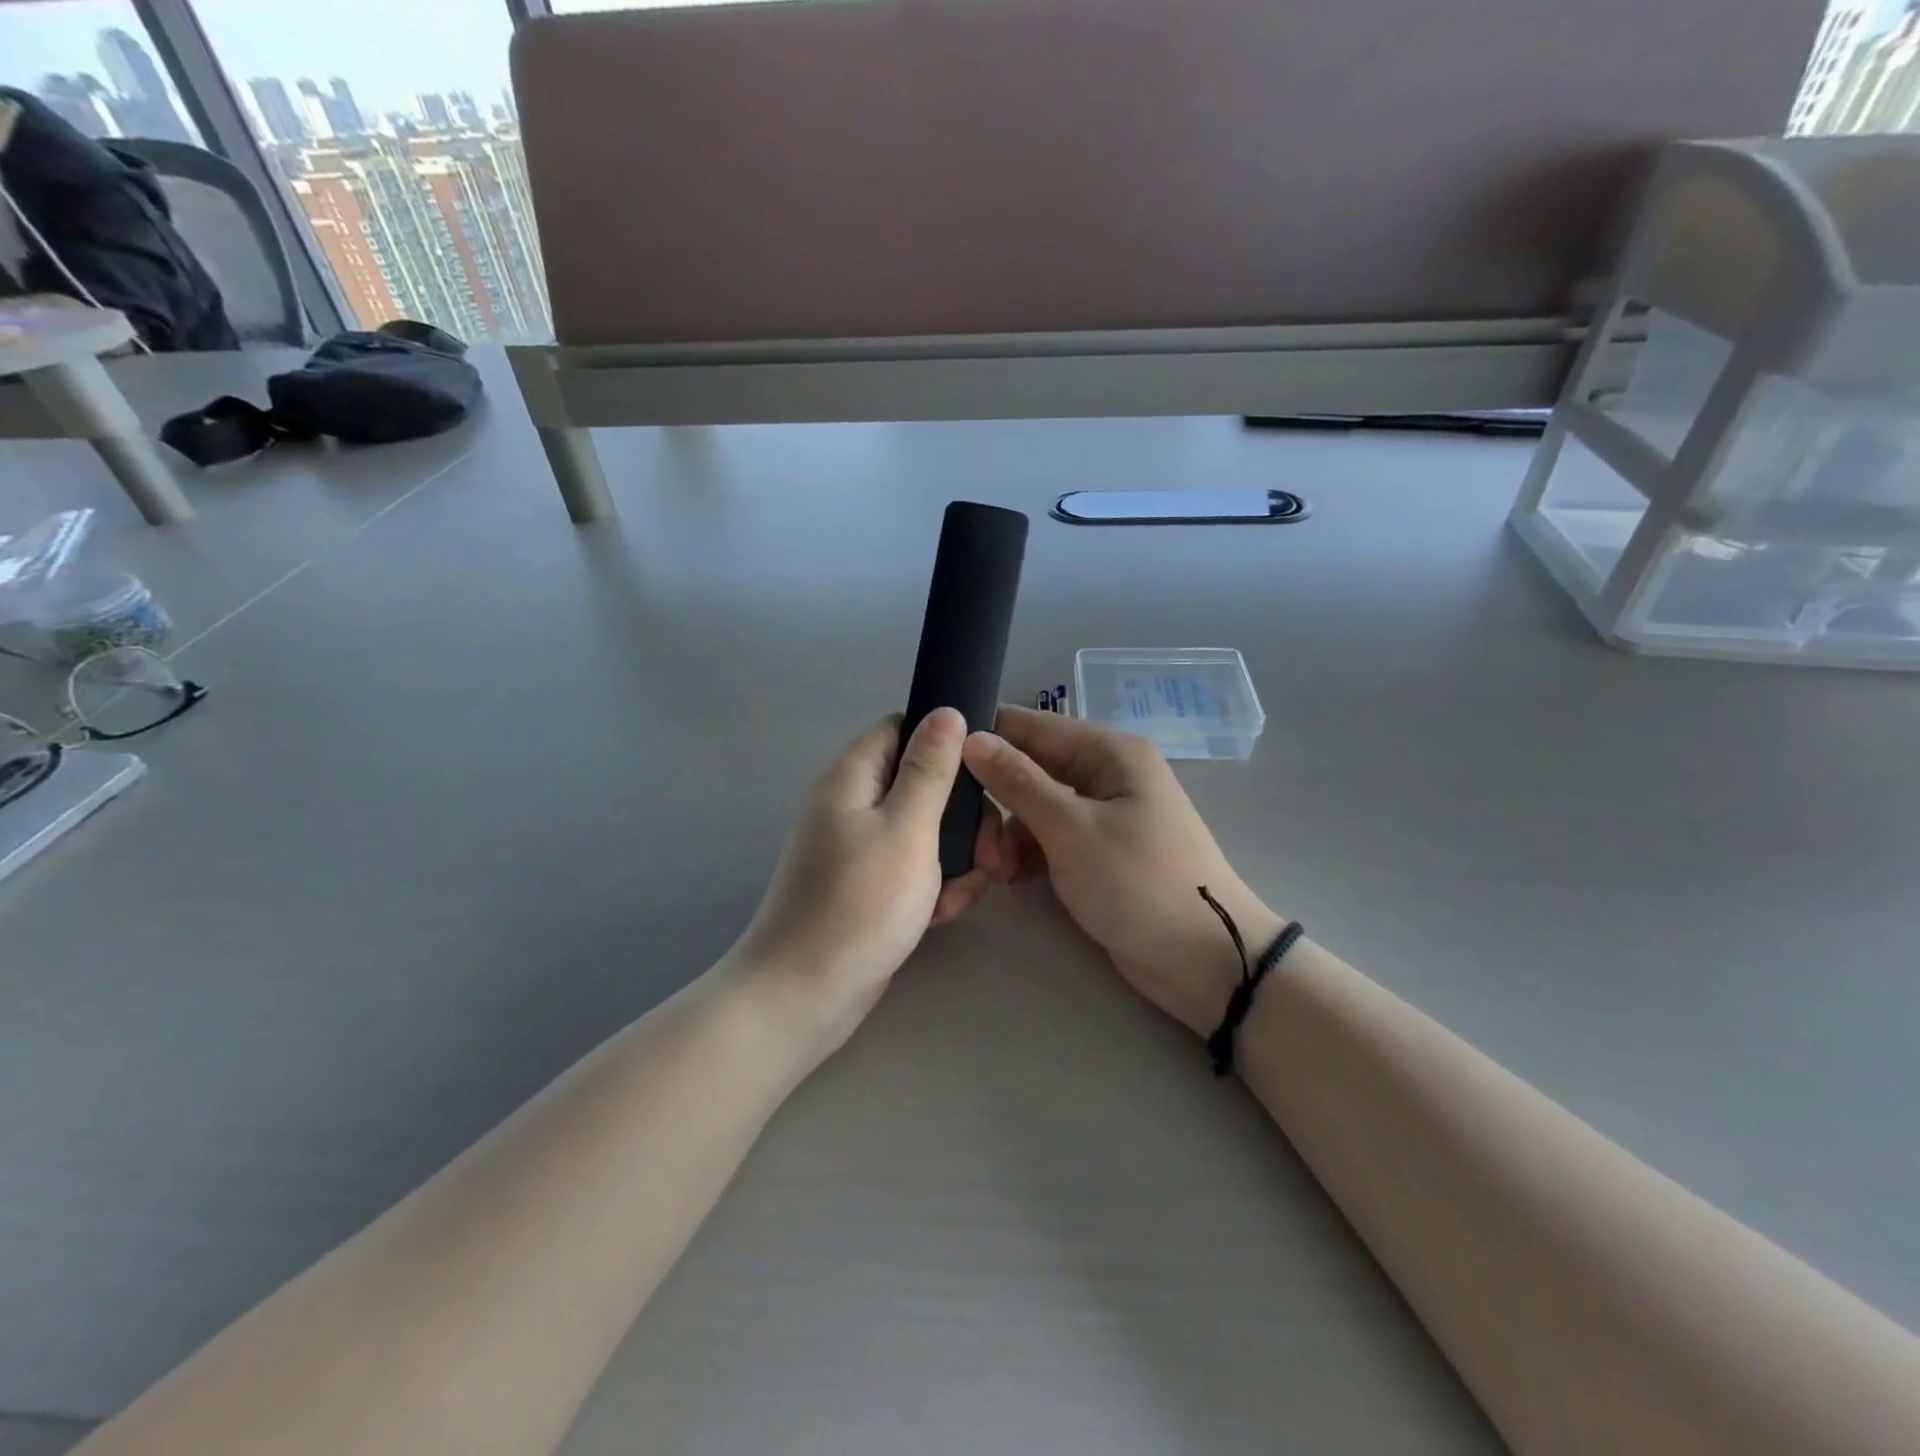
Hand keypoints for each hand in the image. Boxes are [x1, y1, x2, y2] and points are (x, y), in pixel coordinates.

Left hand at [726, 708, 995, 1067]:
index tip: (984, 772)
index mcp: (852, 778)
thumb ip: (930, 769)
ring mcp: (858, 850)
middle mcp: (852, 806)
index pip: (901, 728)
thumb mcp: (907, 829)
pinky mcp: (868, 888)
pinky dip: (934, 886)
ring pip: (924, 831)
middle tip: (990, 852)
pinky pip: (912, 869)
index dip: (944, 740)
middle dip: (962, 814)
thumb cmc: (859, 904)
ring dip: (955, 856)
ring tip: (966, 891)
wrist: (803, 997)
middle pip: (920, 783)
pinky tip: (944, 915)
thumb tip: (947, 710)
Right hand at [965, 706, 1283, 1036]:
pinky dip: (1028, 856)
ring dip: (1008, 836)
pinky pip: (1048, 839)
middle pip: (1028, 769)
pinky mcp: (1097, 851)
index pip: (1030, 726)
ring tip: (997, 873)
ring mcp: (1102, 814)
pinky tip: (1014, 883)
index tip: (939, 767)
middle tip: (975, 844)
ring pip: (1033, 808)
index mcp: (1108, 752)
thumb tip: (970, 737)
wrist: (1203, 961)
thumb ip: (1018, 782)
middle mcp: (1104, 773)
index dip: (984, 740)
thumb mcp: (1072, 829)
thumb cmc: (1139, 883)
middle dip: (996, 802)